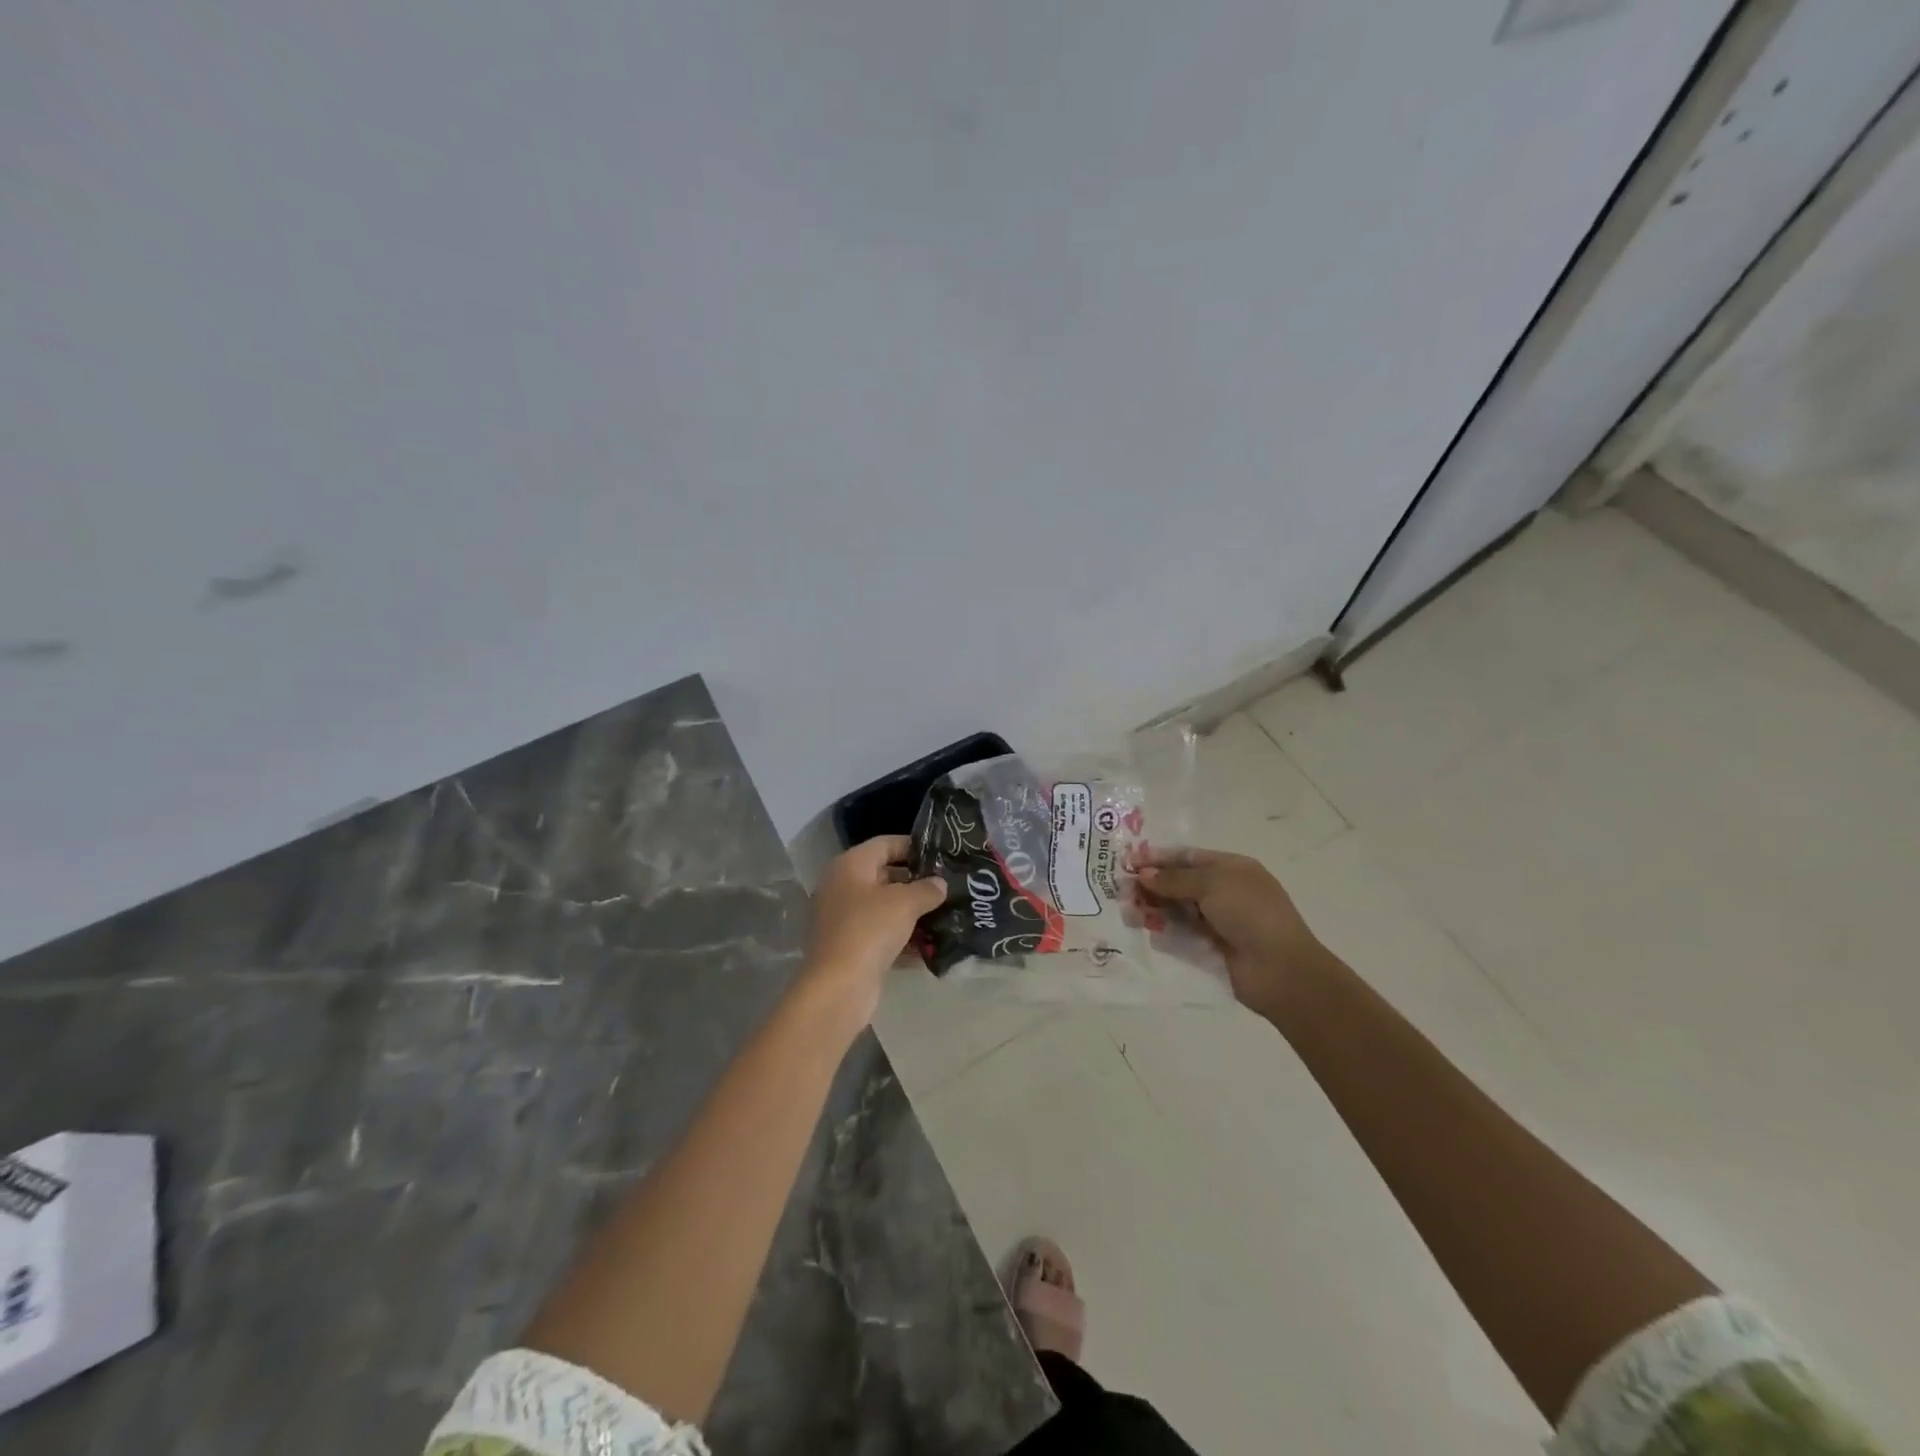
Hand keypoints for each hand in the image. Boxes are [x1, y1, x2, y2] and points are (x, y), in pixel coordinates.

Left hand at [801, 836, 947, 1024]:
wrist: (838, 986)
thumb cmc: (869, 929)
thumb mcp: (905, 903)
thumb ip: (926, 889)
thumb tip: (939, 884)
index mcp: (850, 866)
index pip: (885, 844)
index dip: (913, 846)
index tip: (941, 854)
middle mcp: (842, 887)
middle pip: (884, 875)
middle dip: (916, 882)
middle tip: (947, 886)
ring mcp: (842, 919)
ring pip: (883, 908)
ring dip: (912, 912)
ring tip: (945, 914)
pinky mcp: (849, 947)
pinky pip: (880, 934)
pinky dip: (902, 938)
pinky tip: (929, 946)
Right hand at [1136, 848, 1325, 1019]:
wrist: (1280, 969)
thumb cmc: (1250, 913)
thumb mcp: (1212, 884)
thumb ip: (1174, 879)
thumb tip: (1143, 874)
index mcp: (1231, 869)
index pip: (1188, 858)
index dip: (1158, 858)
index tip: (1129, 862)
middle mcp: (1224, 892)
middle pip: (1179, 884)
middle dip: (1151, 885)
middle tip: (1122, 890)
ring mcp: (1218, 922)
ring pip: (1177, 910)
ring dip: (1153, 908)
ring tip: (1129, 912)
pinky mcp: (1210, 949)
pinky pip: (1181, 936)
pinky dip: (1163, 932)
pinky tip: (1145, 931)